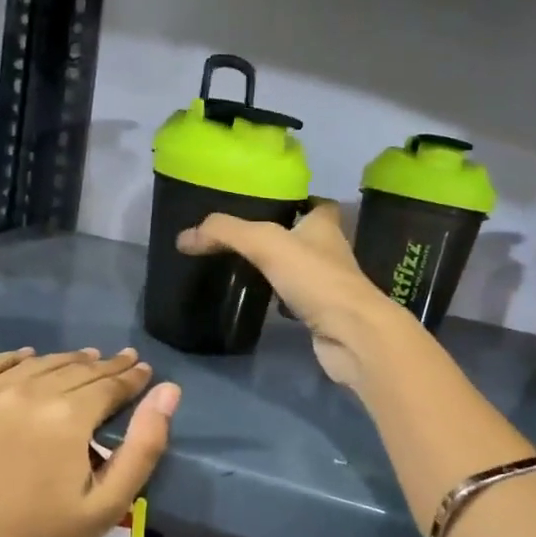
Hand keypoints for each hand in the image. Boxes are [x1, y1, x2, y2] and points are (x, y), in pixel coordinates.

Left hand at [0, 348, 180, 536]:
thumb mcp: (110, 501)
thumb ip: (145, 444)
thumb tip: (168, 391)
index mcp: (65, 417)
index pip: (108, 384)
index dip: (130, 376)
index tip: (143, 369)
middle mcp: (23, 394)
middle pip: (73, 369)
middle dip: (103, 366)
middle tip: (121, 361)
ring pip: (35, 365)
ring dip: (64, 361)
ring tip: (84, 359)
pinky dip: (10, 359)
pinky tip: (26, 357)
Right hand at [177, 201, 406, 387]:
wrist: (351, 335)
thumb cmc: (315, 279)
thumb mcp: (266, 243)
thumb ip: (226, 233)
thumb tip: (184, 237)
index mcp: (324, 227)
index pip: (318, 206)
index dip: (300, 202)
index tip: (270, 205)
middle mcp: (331, 252)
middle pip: (307, 238)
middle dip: (282, 237)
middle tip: (245, 238)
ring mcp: (329, 286)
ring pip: (302, 270)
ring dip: (281, 269)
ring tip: (246, 267)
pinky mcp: (323, 315)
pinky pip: (299, 301)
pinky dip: (282, 301)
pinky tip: (262, 304)